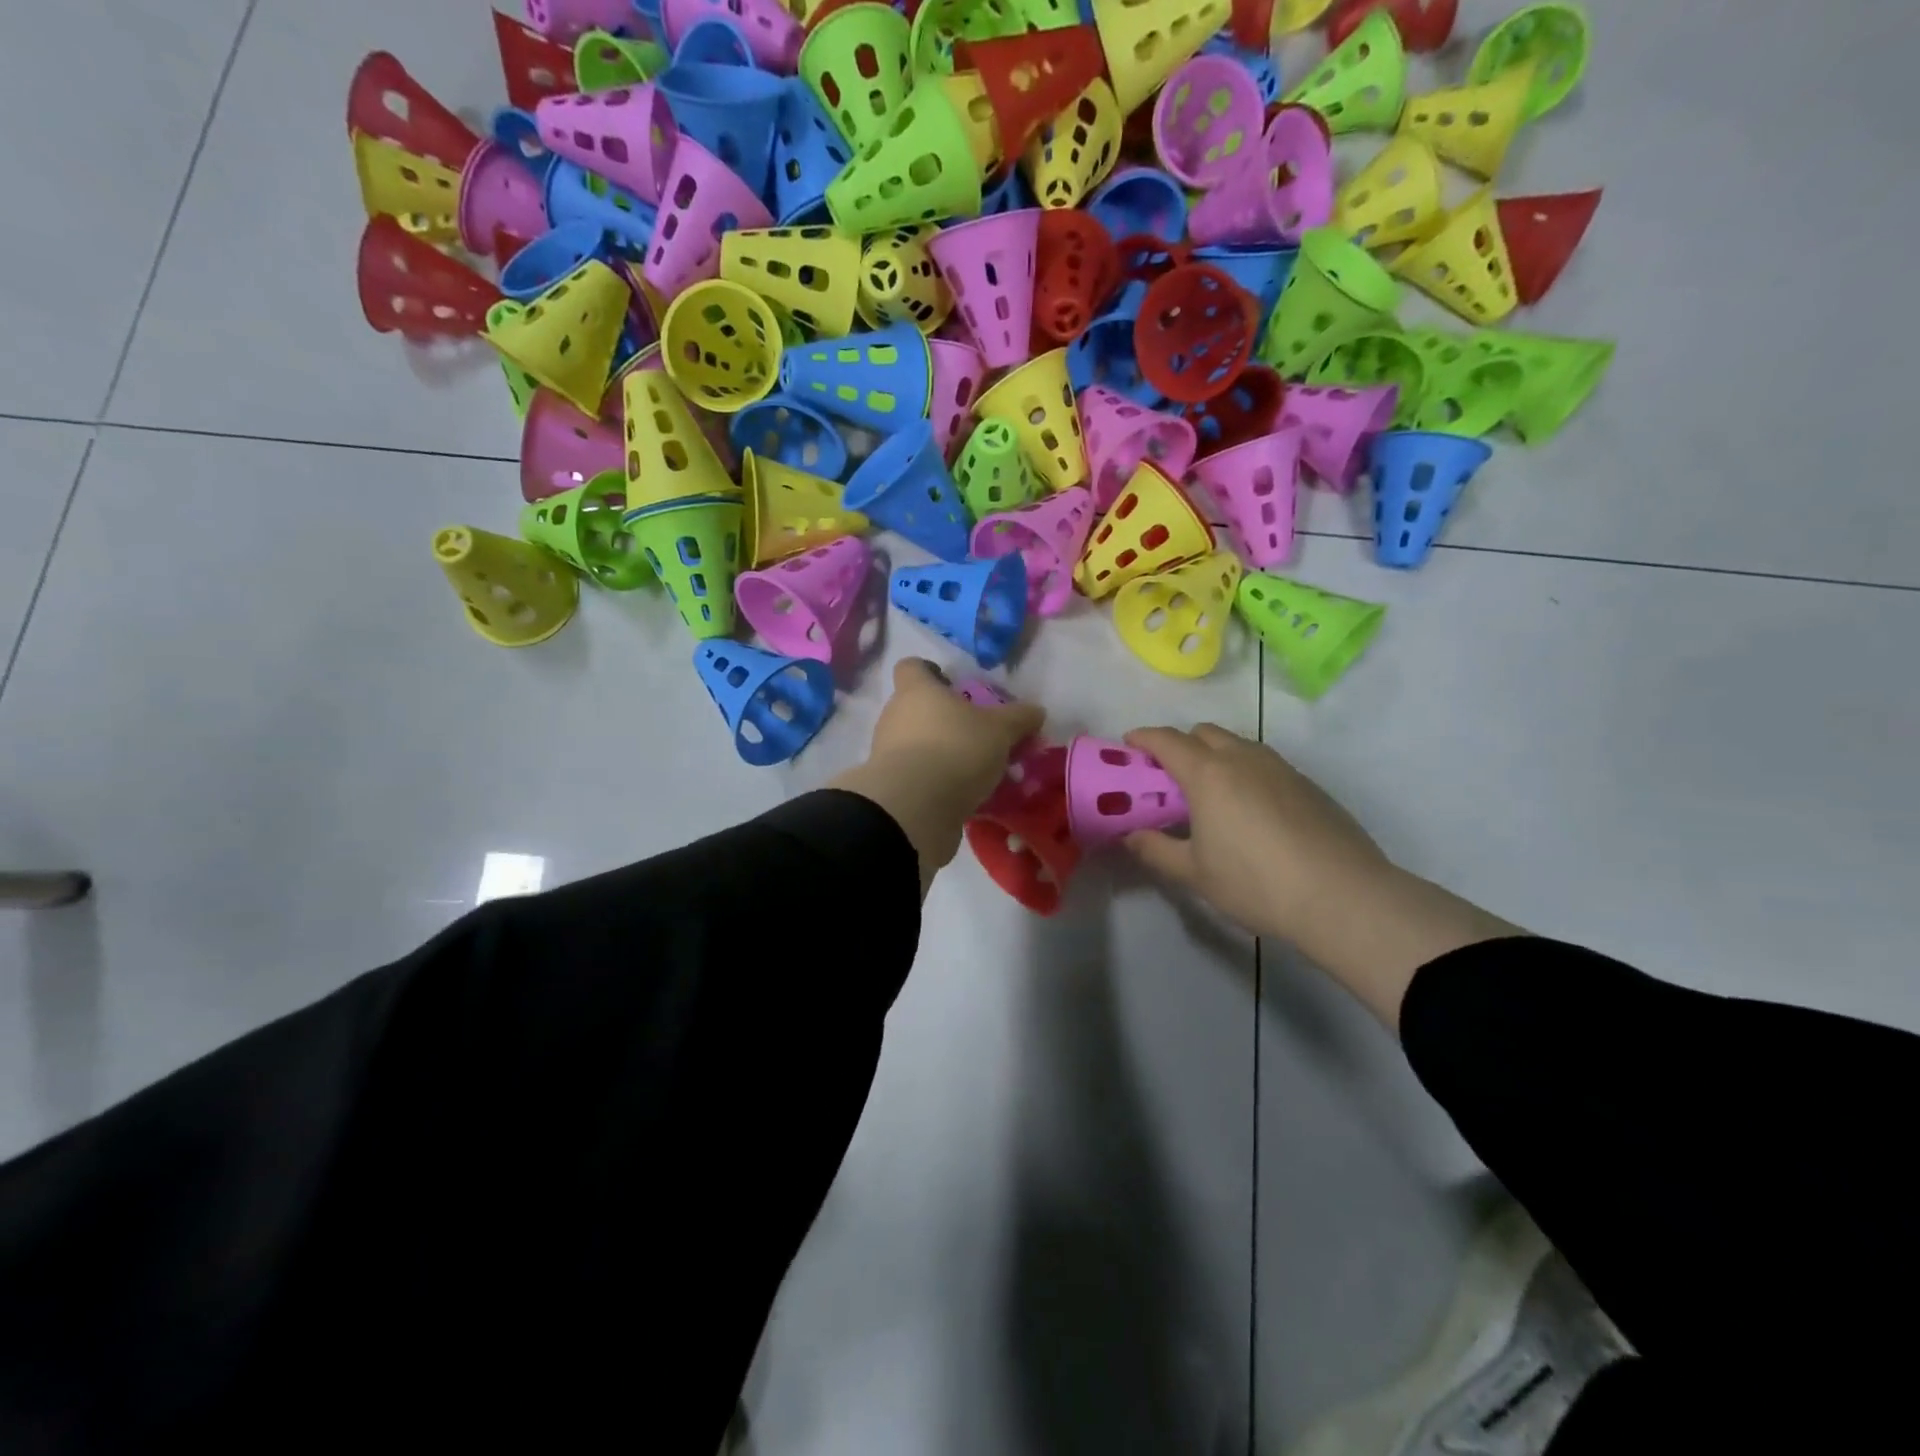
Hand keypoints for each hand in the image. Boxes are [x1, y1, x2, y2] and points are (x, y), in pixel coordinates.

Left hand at [830, 660, 1044, 893]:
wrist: (914, 808)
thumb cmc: (955, 749)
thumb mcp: (1000, 730)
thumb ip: (1019, 718)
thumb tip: (1036, 711)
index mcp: (917, 691)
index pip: (912, 667)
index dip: (931, 673)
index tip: (954, 687)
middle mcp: (896, 717)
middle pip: (920, 710)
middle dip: (948, 722)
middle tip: (982, 738)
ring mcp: (888, 754)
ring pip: (921, 747)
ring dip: (947, 756)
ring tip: (983, 775)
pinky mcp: (893, 788)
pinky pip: (921, 779)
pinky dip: (941, 785)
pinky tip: (970, 799)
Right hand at [1122, 723, 1390, 944]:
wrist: (1343, 896)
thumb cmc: (1256, 883)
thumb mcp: (1194, 874)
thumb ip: (1156, 850)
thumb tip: (1131, 836)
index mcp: (1208, 773)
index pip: (1167, 739)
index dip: (1143, 738)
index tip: (1128, 745)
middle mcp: (1243, 758)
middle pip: (1203, 732)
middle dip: (1180, 744)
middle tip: (1168, 777)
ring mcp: (1280, 768)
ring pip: (1238, 744)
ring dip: (1215, 755)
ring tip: (1209, 793)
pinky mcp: (1308, 784)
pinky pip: (1264, 763)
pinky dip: (1244, 771)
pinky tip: (1249, 810)